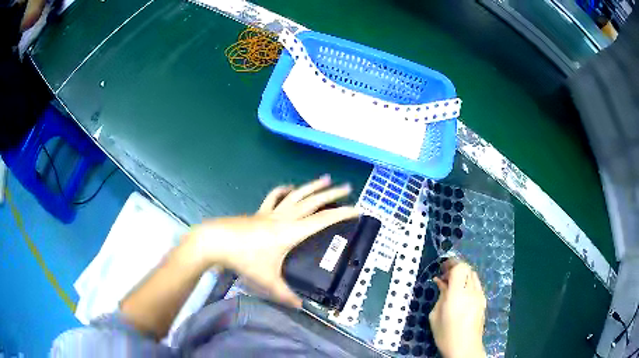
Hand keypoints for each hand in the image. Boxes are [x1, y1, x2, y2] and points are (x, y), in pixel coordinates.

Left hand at [185, 175, 358, 307]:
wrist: (217, 241)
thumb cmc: (244, 259)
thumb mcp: (267, 279)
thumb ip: (285, 294)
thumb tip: (300, 307)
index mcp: (291, 232)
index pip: (323, 220)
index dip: (341, 214)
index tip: (357, 210)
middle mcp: (284, 218)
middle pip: (313, 202)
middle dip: (332, 195)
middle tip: (348, 188)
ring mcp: (270, 212)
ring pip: (296, 195)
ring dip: (312, 186)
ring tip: (326, 178)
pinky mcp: (258, 212)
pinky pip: (274, 197)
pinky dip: (284, 191)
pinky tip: (289, 188)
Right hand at [429, 259, 486, 357]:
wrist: (465, 348)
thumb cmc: (445, 334)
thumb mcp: (435, 316)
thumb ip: (440, 296)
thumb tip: (441, 283)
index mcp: (458, 294)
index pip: (460, 268)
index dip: (451, 264)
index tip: (442, 269)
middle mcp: (472, 291)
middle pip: (468, 269)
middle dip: (456, 268)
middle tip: (445, 276)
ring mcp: (480, 296)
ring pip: (474, 275)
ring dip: (463, 275)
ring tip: (453, 285)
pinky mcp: (483, 301)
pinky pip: (477, 285)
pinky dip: (469, 283)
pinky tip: (461, 294)